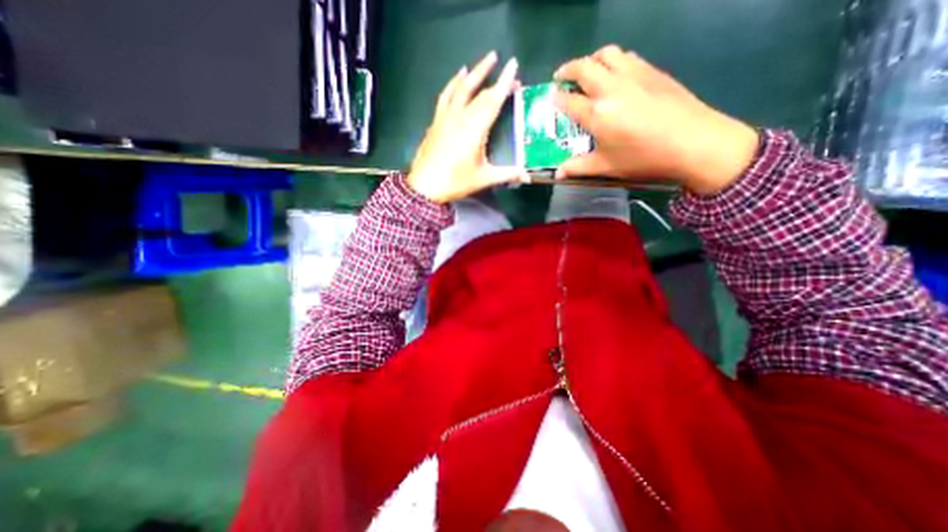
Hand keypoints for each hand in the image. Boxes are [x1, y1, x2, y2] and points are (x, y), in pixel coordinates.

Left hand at [405, 53, 530, 203]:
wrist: (425, 186)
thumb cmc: (456, 182)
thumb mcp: (484, 178)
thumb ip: (507, 174)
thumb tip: (527, 177)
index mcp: (475, 129)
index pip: (493, 100)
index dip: (504, 82)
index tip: (513, 64)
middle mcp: (460, 117)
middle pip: (479, 92)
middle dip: (494, 78)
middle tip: (506, 67)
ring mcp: (446, 117)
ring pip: (461, 88)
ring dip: (474, 73)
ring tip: (485, 61)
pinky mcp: (436, 121)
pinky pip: (446, 95)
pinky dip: (453, 83)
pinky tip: (458, 77)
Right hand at [553, 43, 760, 193]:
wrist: (694, 142)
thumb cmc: (644, 158)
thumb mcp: (607, 167)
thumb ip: (578, 167)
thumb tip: (557, 174)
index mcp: (597, 114)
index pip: (568, 100)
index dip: (556, 98)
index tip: (550, 97)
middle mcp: (611, 88)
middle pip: (583, 67)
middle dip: (567, 70)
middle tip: (561, 78)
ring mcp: (633, 75)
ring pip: (606, 54)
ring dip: (591, 60)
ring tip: (587, 71)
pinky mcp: (652, 71)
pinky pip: (626, 56)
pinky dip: (613, 60)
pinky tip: (614, 74)